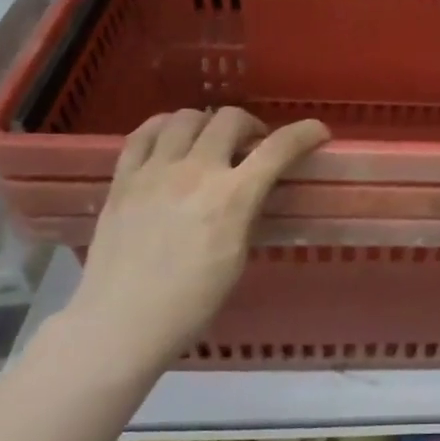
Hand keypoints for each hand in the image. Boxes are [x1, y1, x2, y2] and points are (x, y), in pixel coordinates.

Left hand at [61, 107, 328, 375]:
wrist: (121, 323)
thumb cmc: (191, 303)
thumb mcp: (237, 258)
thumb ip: (246, 213)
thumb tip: (252, 189)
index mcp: (231, 198)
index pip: (278, 148)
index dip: (304, 132)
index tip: (317, 132)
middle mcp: (194, 172)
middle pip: (230, 118)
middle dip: (252, 126)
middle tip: (254, 146)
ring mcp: (154, 171)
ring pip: (186, 117)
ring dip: (208, 123)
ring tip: (211, 142)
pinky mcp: (122, 179)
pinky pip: (143, 133)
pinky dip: (164, 127)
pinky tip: (171, 139)